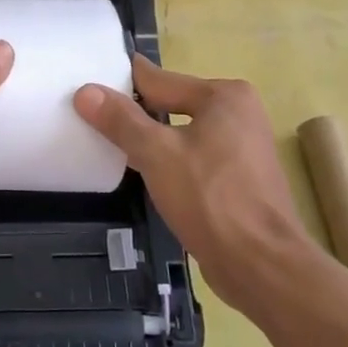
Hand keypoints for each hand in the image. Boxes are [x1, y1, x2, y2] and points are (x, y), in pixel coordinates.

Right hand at [73, 57, 317, 312]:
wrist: (262, 266)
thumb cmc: (211, 199)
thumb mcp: (156, 153)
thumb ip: (121, 120)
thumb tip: (86, 91)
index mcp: (224, 96)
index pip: (158, 80)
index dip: (120, 85)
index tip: (86, 87)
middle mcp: (238, 113)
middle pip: (171, 105)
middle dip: (135, 114)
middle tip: (89, 118)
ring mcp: (242, 148)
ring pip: (182, 134)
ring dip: (151, 140)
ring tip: (109, 145)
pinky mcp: (239, 179)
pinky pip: (193, 157)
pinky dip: (170, 161)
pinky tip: (143, 174)